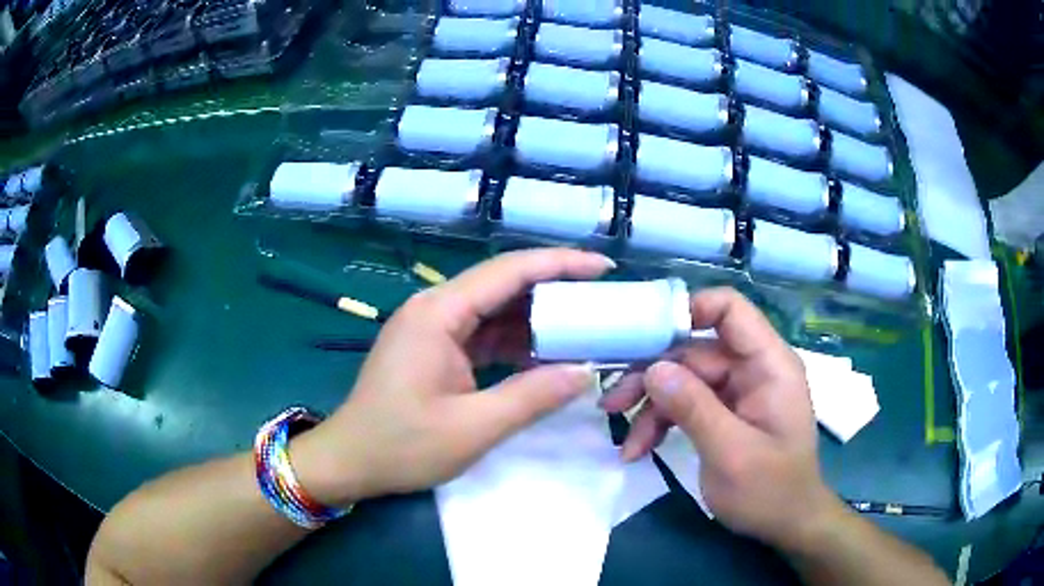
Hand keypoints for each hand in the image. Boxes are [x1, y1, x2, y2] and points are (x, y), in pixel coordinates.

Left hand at [291, 248, 612, 507]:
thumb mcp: (473, 428)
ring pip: (495, 310)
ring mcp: (433, 328)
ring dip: (537, 317)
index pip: (508, 272)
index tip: (603, 267)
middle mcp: (435, 309)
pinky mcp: (434, 348)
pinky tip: (546, 353)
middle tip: (602, 299)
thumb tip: (585, 372)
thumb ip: (532, 397)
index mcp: (438, 313)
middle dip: (555, 288)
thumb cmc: (401, 446)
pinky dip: (515, 342)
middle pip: (503, 284)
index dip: (560, 264)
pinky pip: (483, 334)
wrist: (350, 461)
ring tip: (584, 325)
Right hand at [600, 287, 840, 549]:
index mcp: (769, 364)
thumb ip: (695, 408)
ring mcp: (737, 391)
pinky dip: (661, 424)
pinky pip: (686, 404)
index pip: (730, 310)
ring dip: (651, 407)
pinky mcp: (724, 413)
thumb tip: (654, 369)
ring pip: (683, 380)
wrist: (785, 524)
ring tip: (627, 443)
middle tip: (612, 403)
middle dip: (653, 377)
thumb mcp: (731, 453)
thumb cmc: (770, 491)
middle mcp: (752, 369)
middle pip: (694, 351)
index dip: (688, 311)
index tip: (644, 337)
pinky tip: (640, 450)